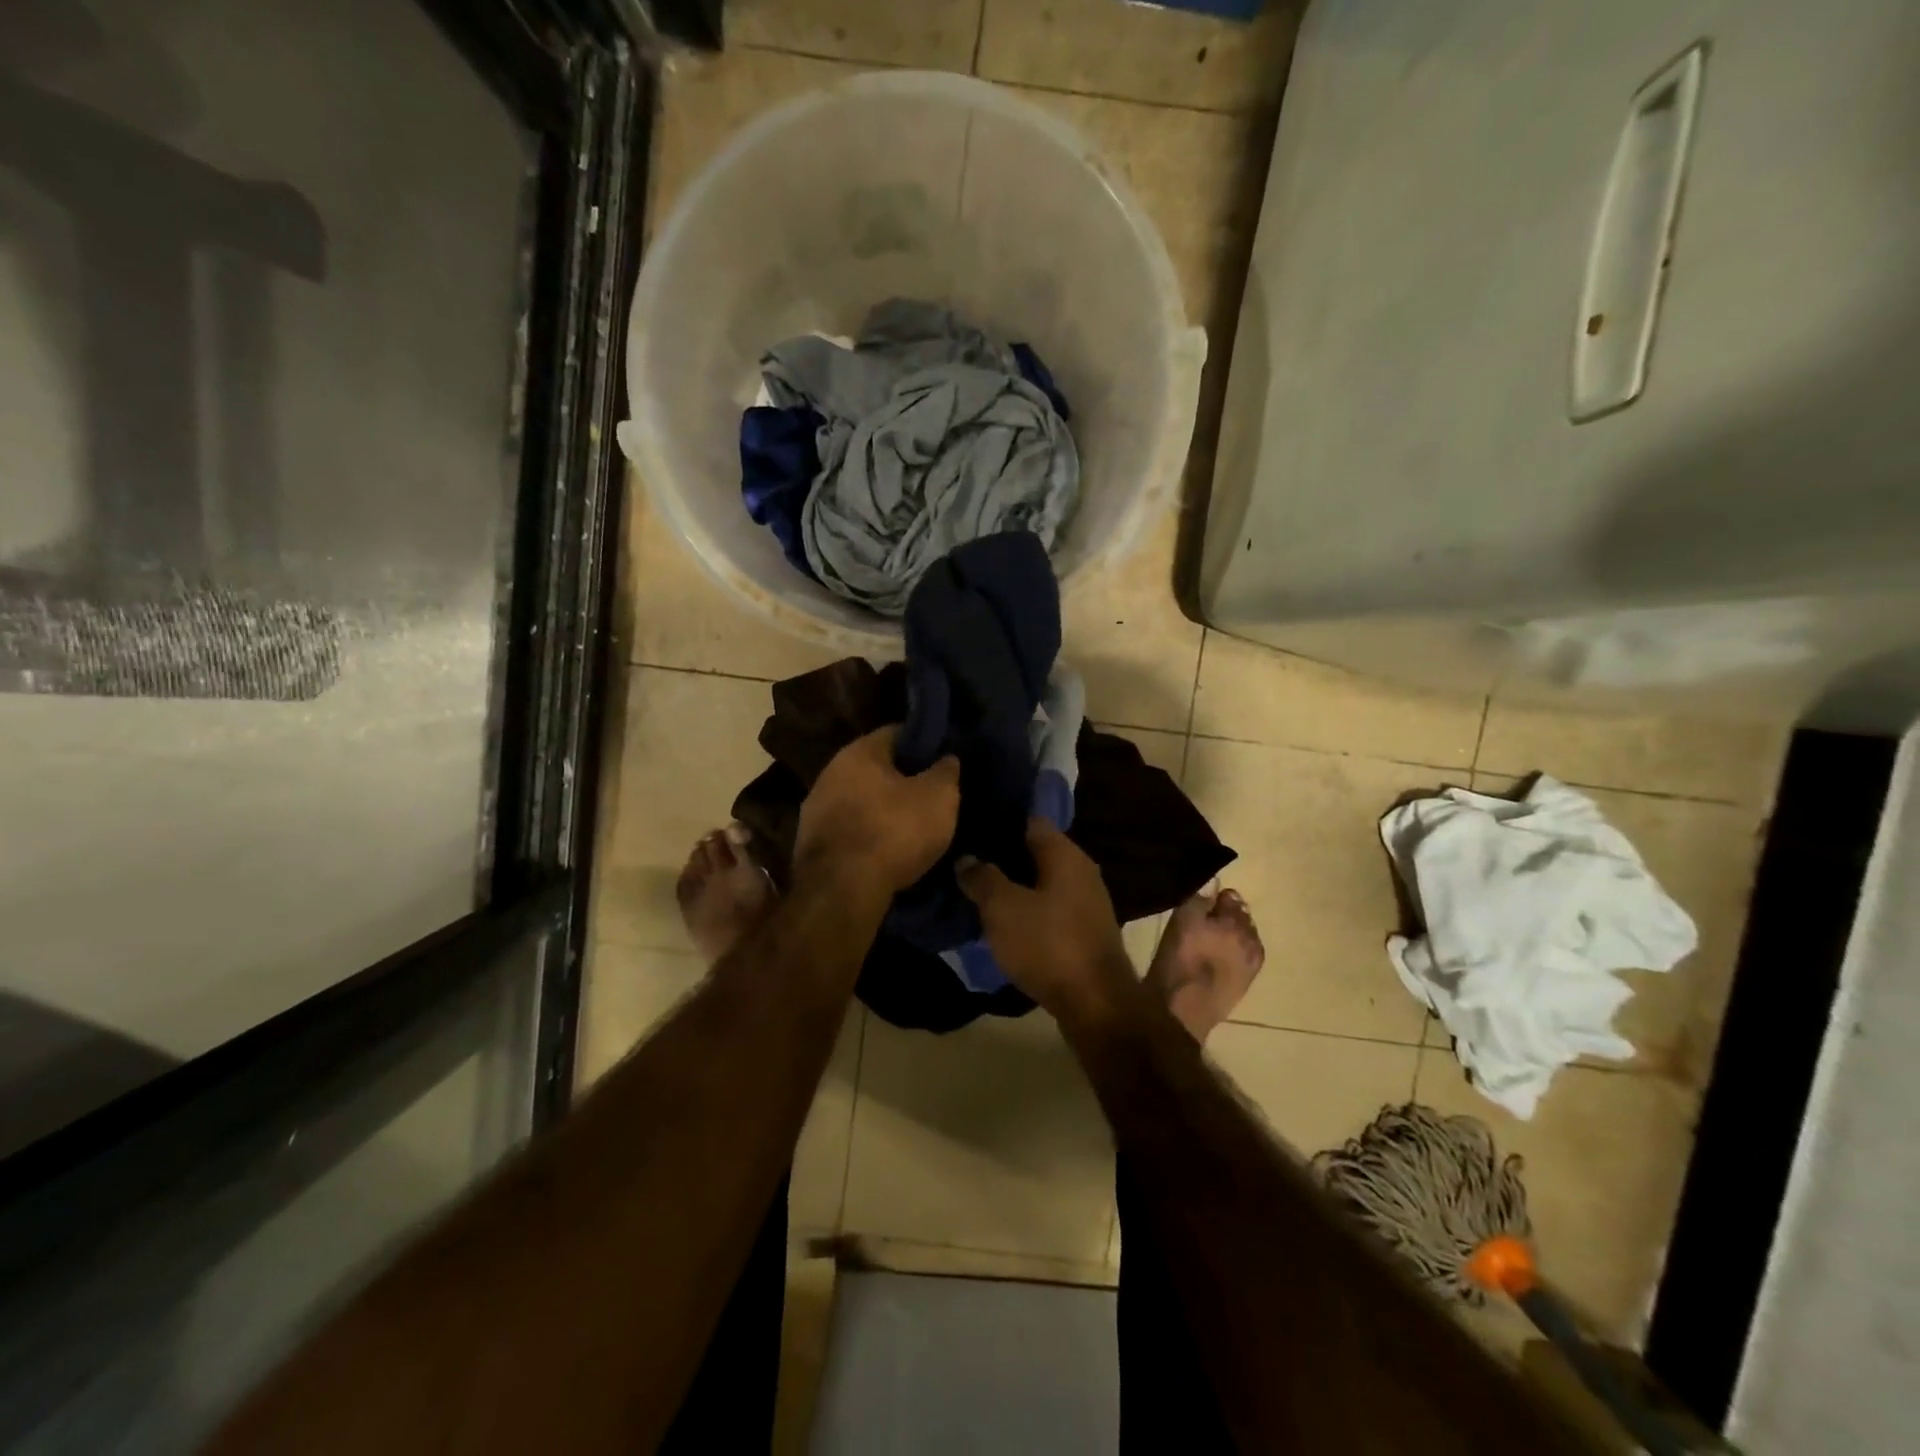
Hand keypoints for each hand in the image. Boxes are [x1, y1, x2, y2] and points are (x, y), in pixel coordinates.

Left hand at [795, 727, 959, 895]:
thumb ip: (945, 772)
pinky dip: (867, 835)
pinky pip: (849, 829)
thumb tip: (946, 758)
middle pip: (875, 768)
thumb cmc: (894, 831)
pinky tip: (886, 851)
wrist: (842, 890)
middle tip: (930, 796)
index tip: (942, 761)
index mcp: (859, 751)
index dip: (923, 744)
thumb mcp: (939, 798)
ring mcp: (815, 808)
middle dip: (902, 780)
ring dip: (882, 810)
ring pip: (860, 800)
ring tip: (910, 828)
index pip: (896, 733)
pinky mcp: (810, 843)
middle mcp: (830, 772)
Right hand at [957, 819, 1135, 1022]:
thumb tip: (966, 858)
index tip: (968, 829)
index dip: (998, 822)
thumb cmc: (1048, 945)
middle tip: (965, 862)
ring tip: (978, 892)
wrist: (1096, 1005)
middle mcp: (1081, 870)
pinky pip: (1050, 908)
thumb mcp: (1002, 908)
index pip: (1028, 820)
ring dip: (1014, 887)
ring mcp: (1087, 902)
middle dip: (1002, 856)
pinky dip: (1028, 911)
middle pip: (1035, 852)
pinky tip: (1004, 922)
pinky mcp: (1085, 931)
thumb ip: (982, 878)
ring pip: (1042, 882)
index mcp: (1065, 854)